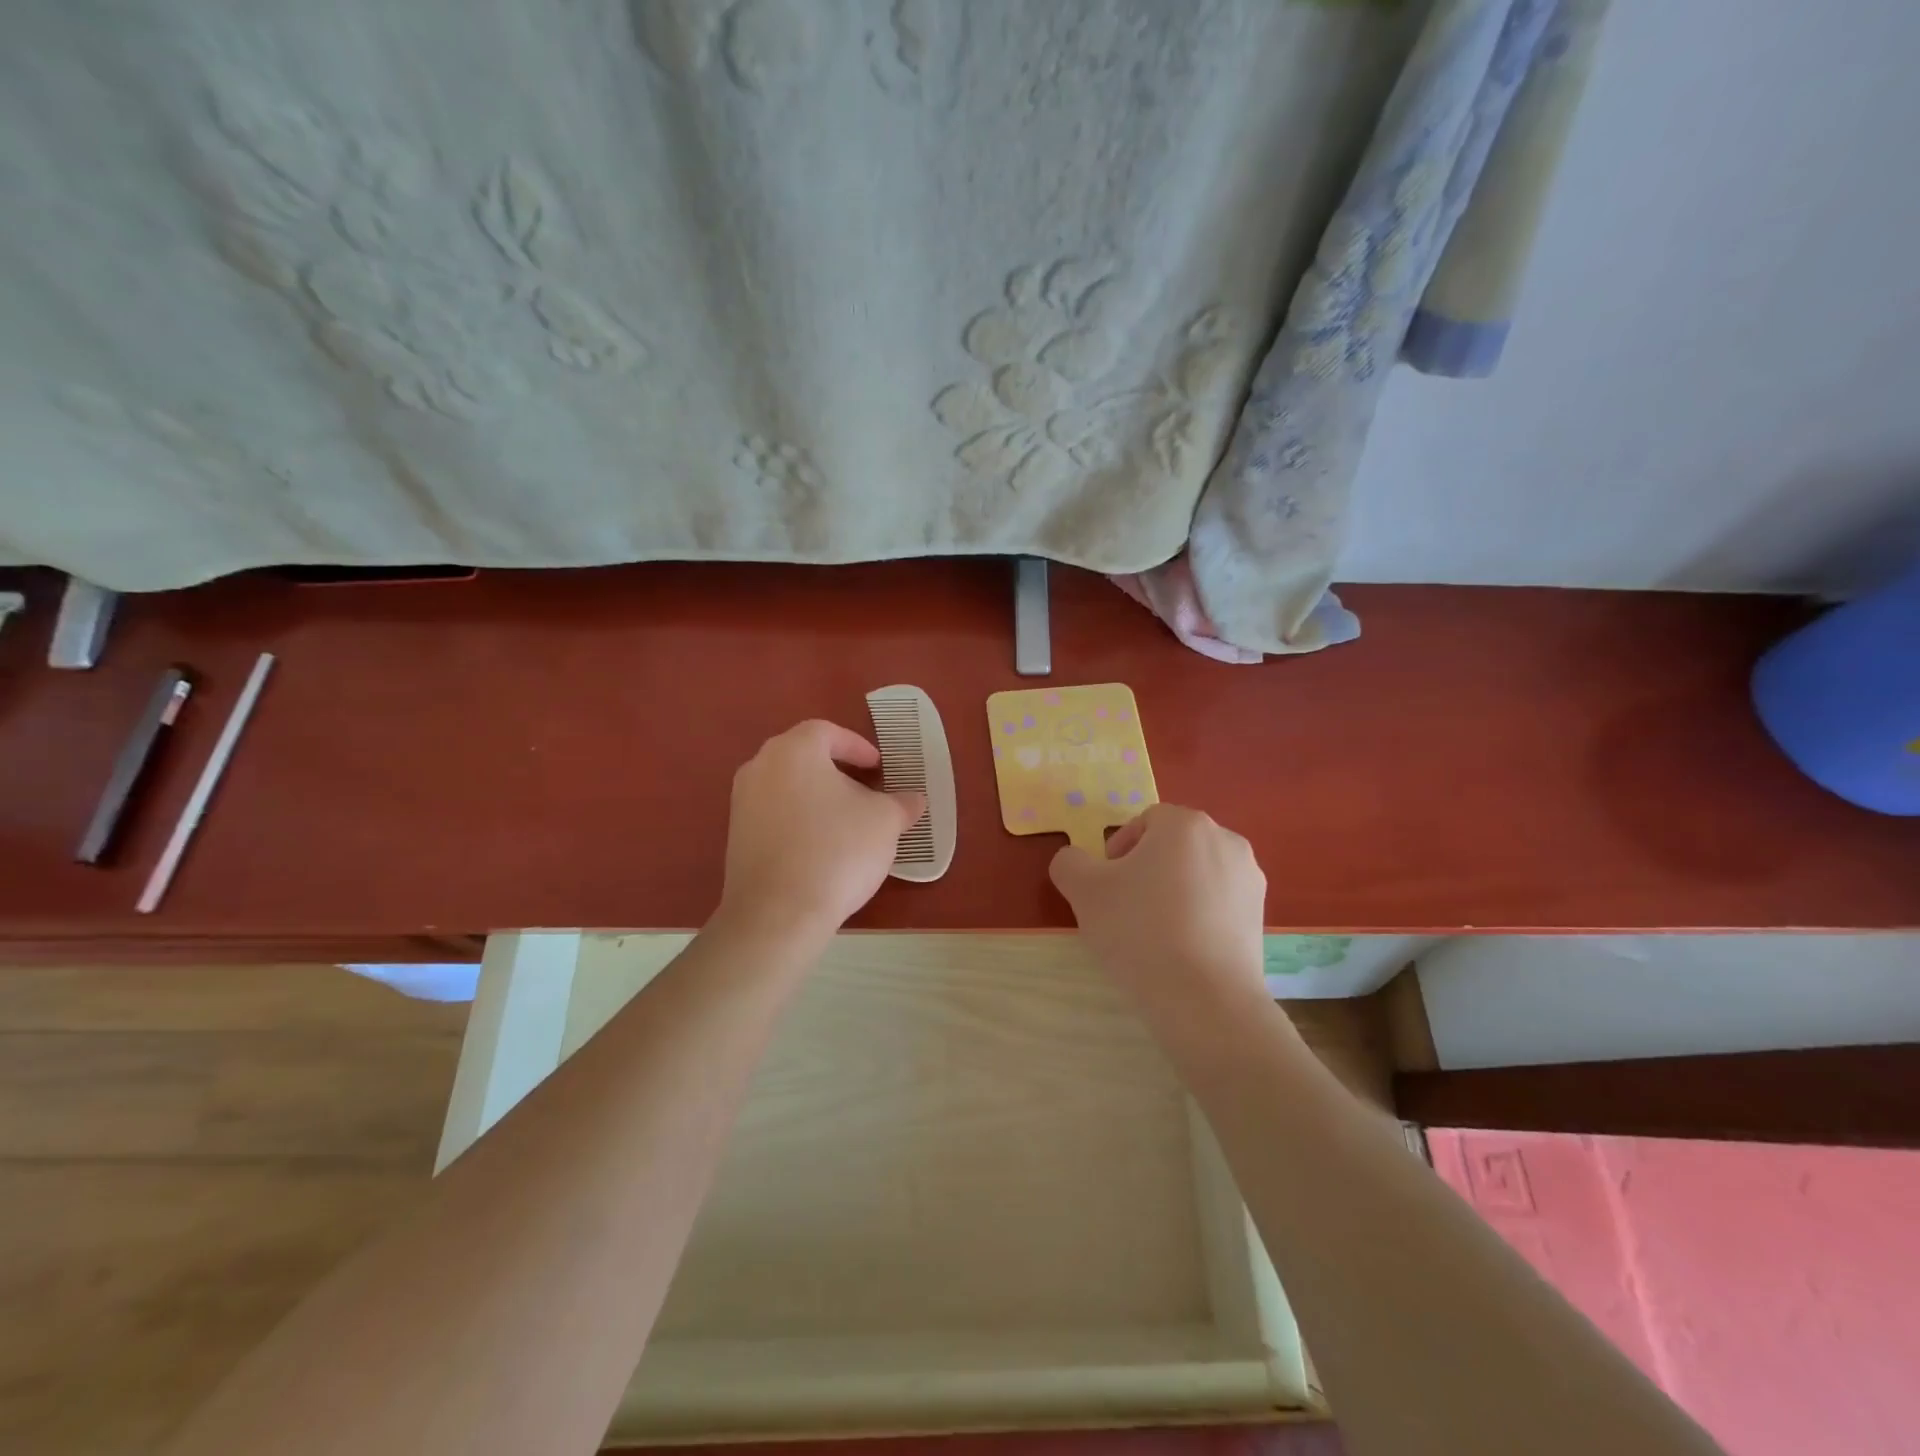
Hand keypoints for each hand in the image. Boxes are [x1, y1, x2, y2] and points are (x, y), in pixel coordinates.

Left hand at [717, 719, 925, 943]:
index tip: (878, 767)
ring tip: (847, 821)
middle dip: (837, 770)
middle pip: (804, 757)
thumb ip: (901, 804)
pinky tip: (821, 848)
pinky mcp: (736, 837)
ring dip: (817, 797)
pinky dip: (799, 821)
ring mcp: (742, 803)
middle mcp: (760, 767)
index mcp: (794, 750)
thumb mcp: (884, 822)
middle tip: (865, 789)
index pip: (827, 732)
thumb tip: (914, 800)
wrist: (778, 912)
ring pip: (787, 787)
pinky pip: (774, 815)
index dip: (857, 746)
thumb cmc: (837, 850)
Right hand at [1048, 804, 1267, 1018]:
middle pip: (1173, 846)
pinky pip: (1218, 903)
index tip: (1106, 886)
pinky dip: (1198, 916)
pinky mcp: (1261, 916)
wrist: (1205, 1000)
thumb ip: (1070, 862)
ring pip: (1197, 875)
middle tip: (1124, 909)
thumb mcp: (1085, 891)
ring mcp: (1250, 879)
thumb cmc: (1140, 931)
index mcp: (1186, 824)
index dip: (1119, 849)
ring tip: (1154, 933)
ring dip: (1173, 892)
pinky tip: (1182, 949)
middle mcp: (1226, 840)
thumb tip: (1075, 860)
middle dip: (1146, 870)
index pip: (1144, 821)